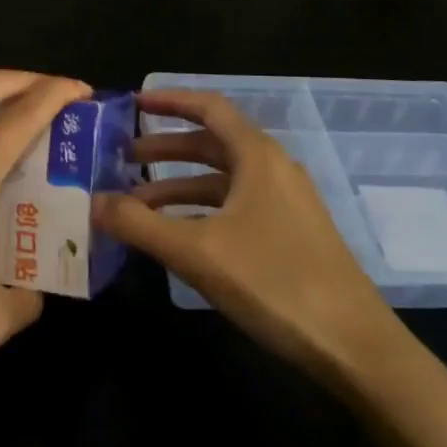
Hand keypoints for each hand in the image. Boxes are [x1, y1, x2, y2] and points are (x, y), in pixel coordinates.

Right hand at [95, 90, 436, 394]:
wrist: (353, 345)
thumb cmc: (274, 282)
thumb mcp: (197, 252)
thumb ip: (140, 224)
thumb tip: (93, 201)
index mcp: (257, 156)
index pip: (209, 107)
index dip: (169, 101)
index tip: (132, 104)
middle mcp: (273, 169)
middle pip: (212, 143)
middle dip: (165, 149)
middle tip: (122, 159)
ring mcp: (285, 202)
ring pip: (222, 179)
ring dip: (179, 185)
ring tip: (136, 204)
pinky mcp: (290, 233)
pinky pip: (236, 206)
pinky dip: (201, 210)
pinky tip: (177, 236)